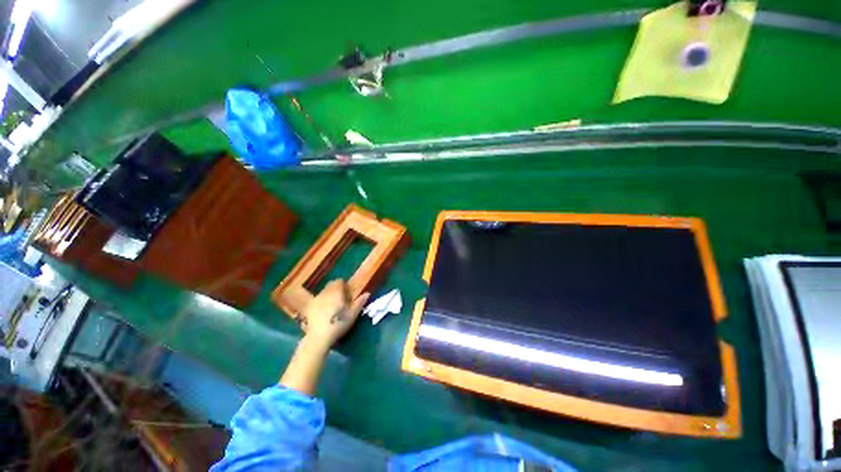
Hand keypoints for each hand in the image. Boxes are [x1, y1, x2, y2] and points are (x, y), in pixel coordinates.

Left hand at [299, 280, 369, 350]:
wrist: (319, 336)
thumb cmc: (338, 323)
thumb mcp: (352, 314)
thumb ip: (359, 302)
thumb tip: (367, 293)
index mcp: (336, 292)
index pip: (339, 281)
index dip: (344, 285)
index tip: (347, 292)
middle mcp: (325, 292)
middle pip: (330, 285)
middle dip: (335, 288)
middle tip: (341, 298)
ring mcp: (315, 299)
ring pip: (323, 292)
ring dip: (328, 294)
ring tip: (332, 305)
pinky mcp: (309, 308)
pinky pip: (316, 300)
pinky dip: (320, 302)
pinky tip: (322, 311)